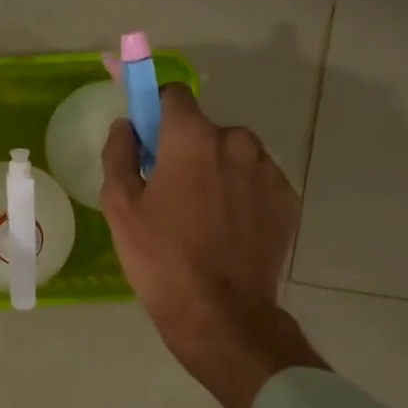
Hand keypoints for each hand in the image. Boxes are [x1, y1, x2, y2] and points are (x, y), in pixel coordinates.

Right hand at [101, 85, 325, 407]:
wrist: (221, 313)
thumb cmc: (160, 257)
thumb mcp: (120, 206)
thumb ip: (119, 154)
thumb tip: (127, 126)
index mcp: (192, 137)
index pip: (173, 94)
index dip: (156, 109)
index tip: (147, 136)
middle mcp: (237, 142)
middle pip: (204, 129)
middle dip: (186, 148)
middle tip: (170, 190)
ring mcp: (268, 171)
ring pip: (234, 155)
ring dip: (217, 170)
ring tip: (202, 215)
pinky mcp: (287, 199)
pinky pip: (256, 181)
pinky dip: (241, 194)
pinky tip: (228, 229)